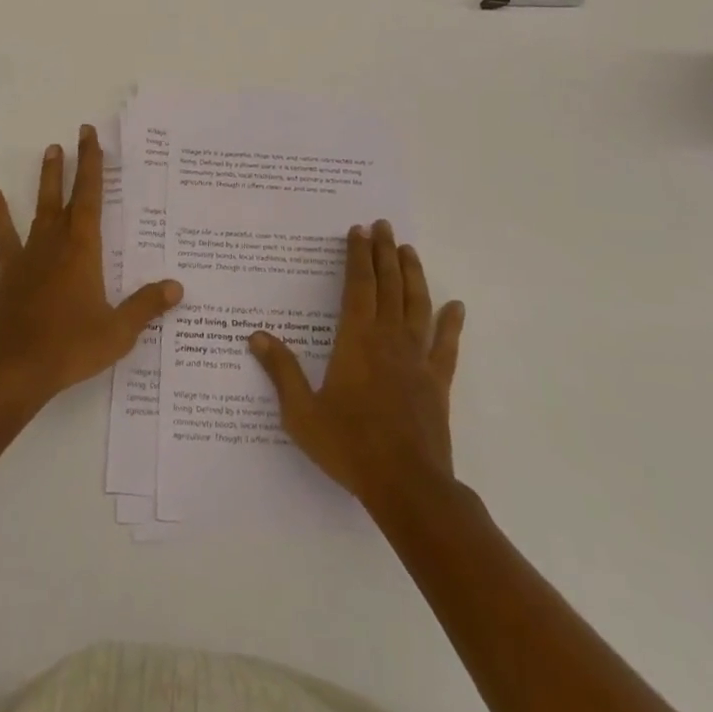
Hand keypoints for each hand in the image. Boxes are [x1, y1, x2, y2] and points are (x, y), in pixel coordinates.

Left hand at [0, 124, 182, 410]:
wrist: (12, 368)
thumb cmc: (69, 347)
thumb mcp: (117, 331)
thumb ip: (146, 306)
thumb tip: (177, 286)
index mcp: (84, 250)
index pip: (91, 197)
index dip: (93, 165)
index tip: (91, 137)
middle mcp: (56, 242)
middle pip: (67, 195)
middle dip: (74, 164)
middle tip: (75, 135)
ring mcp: (29, 255)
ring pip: (40, 208)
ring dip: (46, 180)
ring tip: (48, 151)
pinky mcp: (7, 271)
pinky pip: (4, 235)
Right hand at [249, 220, 464, 504]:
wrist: (407, 486)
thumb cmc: (350, 446)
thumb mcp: (302, 412)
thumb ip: (281, 371)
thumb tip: (256, 336)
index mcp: (356, 341)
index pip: (358, 286)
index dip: (358, 256)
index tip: (358, 230)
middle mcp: (389, 340)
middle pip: (389, 286)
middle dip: (385, 252)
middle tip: (384, 225)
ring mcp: (417, 359)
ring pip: (418, 305)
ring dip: (413, 275)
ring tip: (409, 250)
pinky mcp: (438, 382)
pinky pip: (446, 346)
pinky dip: (452, 324)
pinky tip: (456, 306)